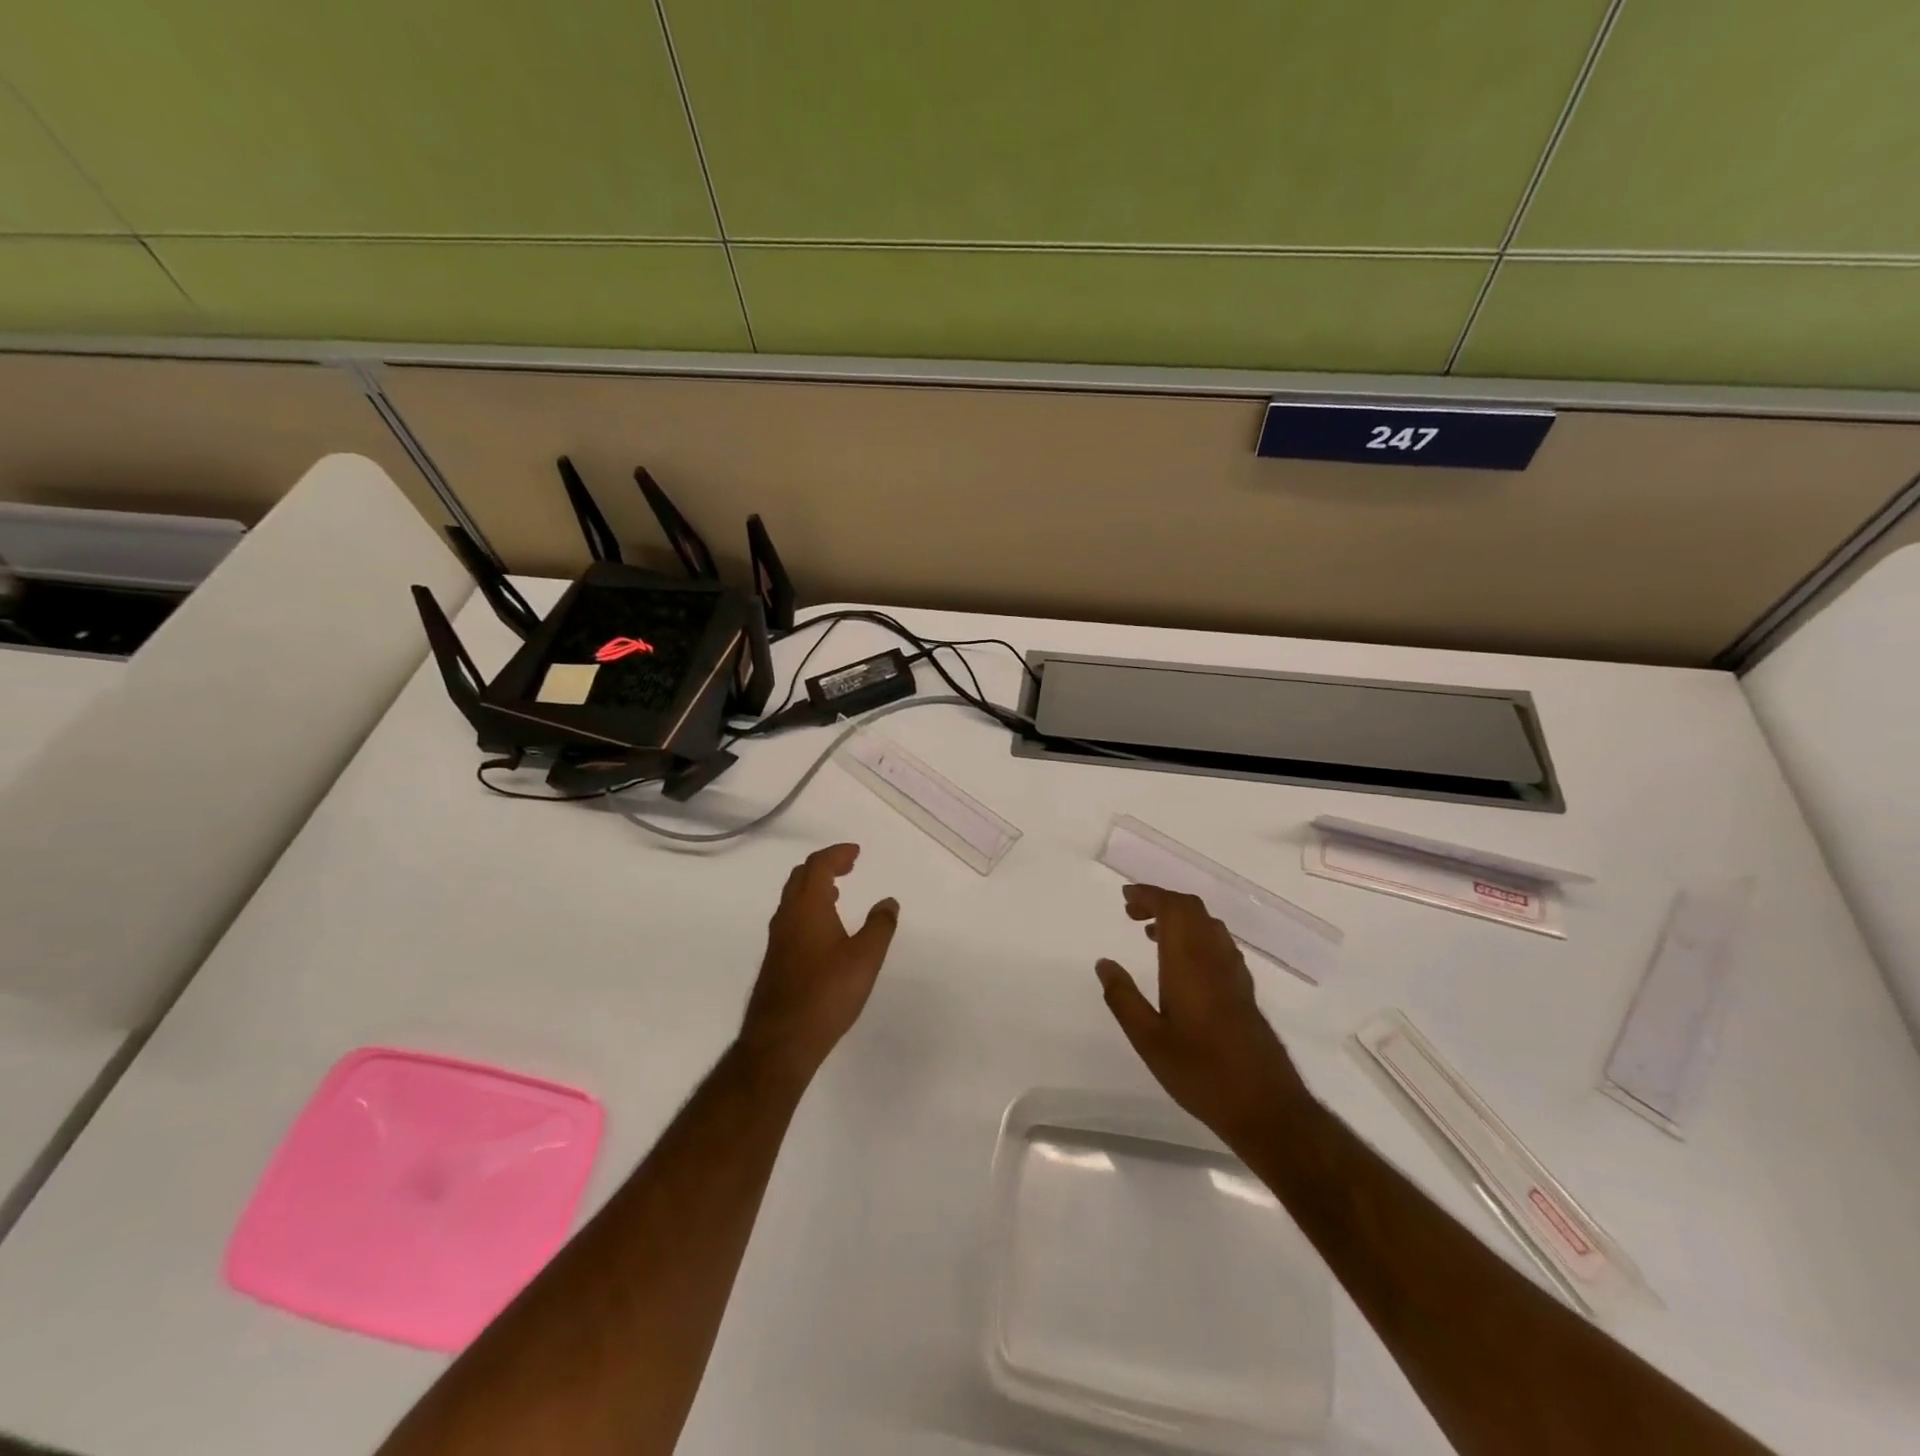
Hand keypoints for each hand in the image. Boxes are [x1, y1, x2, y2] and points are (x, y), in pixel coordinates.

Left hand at [739, 843, 899, 1080]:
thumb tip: (888, 901)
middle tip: (848, 866)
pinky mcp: (775, 961)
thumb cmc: (827, 993)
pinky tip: (824, 930)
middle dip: (825, 866)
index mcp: (807, 907)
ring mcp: (778, 940)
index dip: (837, 854)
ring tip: (838, 893)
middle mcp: (787, 916)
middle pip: (801, 877)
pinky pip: (792, 919)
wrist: (781, 1041)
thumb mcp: (865, 957)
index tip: (856, 852)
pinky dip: (809, 909)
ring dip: (815, 888)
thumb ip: (880, 925)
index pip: (818, 865)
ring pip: (793, 899)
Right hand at [1096, 884, 1309, 1147]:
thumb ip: (1123, 998)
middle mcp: (1215, 958)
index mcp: (1190, 962)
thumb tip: (1104, 963)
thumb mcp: (1148, 1040)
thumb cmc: (1200, 1072)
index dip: (1149, 895)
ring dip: (1179, 917)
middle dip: (1161, 901)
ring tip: (1152, 934)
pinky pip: (1218, 943)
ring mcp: (1234, 972)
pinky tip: (1183, 963)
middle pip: (1192, 909)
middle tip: (1132, 913)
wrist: (1266, 1107)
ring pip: (1208, 924)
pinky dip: (1195, 935)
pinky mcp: (1244, 989)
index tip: (1125, 898)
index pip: (1173, 908)